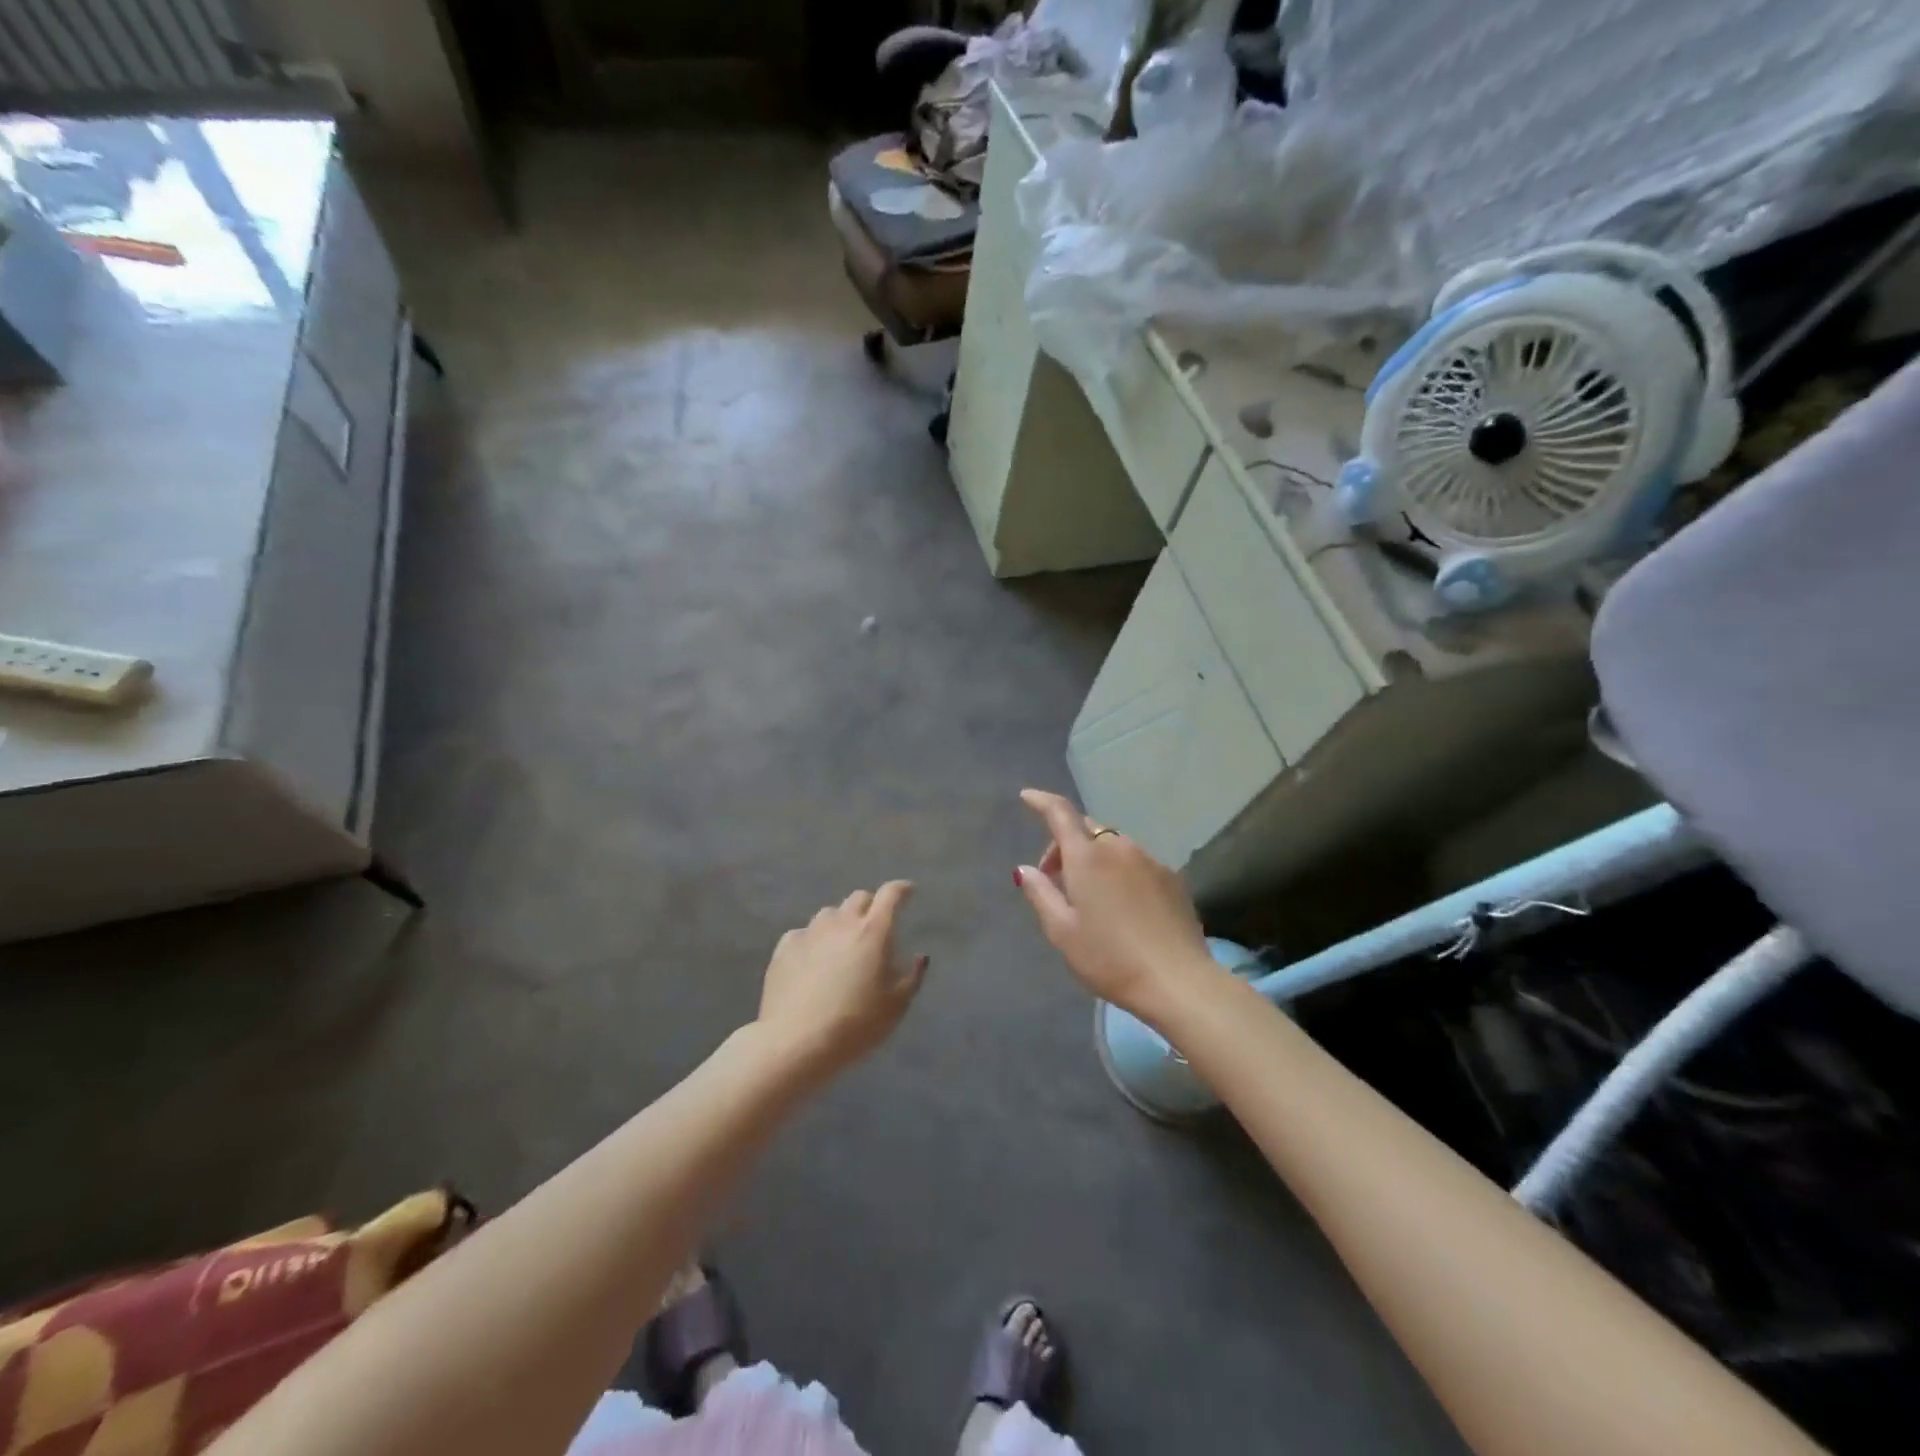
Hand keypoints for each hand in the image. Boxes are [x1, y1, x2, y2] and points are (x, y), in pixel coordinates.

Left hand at [756, 881, 926, 1077]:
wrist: (795, 1042)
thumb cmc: (855, 1025)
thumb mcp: (896, 1007)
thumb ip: (912, 977)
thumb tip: (919, 957)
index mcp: (873, 932)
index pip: (891, 895)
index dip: (902, 889)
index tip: (909, 892)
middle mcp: (841, 922)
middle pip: (859, 898)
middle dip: (871, 906)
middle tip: (875, 927)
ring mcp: (809, 932)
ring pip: (830, 914)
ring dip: (841, 922)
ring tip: (842, 945)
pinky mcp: (784, 947)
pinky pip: (804, 933)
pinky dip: (814, 940)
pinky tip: (812, 961)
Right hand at [1013, 789, 1218, 1023]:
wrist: (1178, 981)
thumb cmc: (1110, 958)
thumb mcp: (1062, 931)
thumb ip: (1040, 894)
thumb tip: (1024, 869)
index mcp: (1087, 857)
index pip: (1060, 814)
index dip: (1041, 801)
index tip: (1027, 796)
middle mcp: (1119, 848)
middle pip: (1087, 830)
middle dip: (1066, 846)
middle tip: (1055, 881)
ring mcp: (1150, 860)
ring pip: (1113, 845)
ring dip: (1095, 859)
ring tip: (1091, 897)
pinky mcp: (1172, 878)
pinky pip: (1137, 862)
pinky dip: (1120, 871)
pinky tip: (1123, 906)